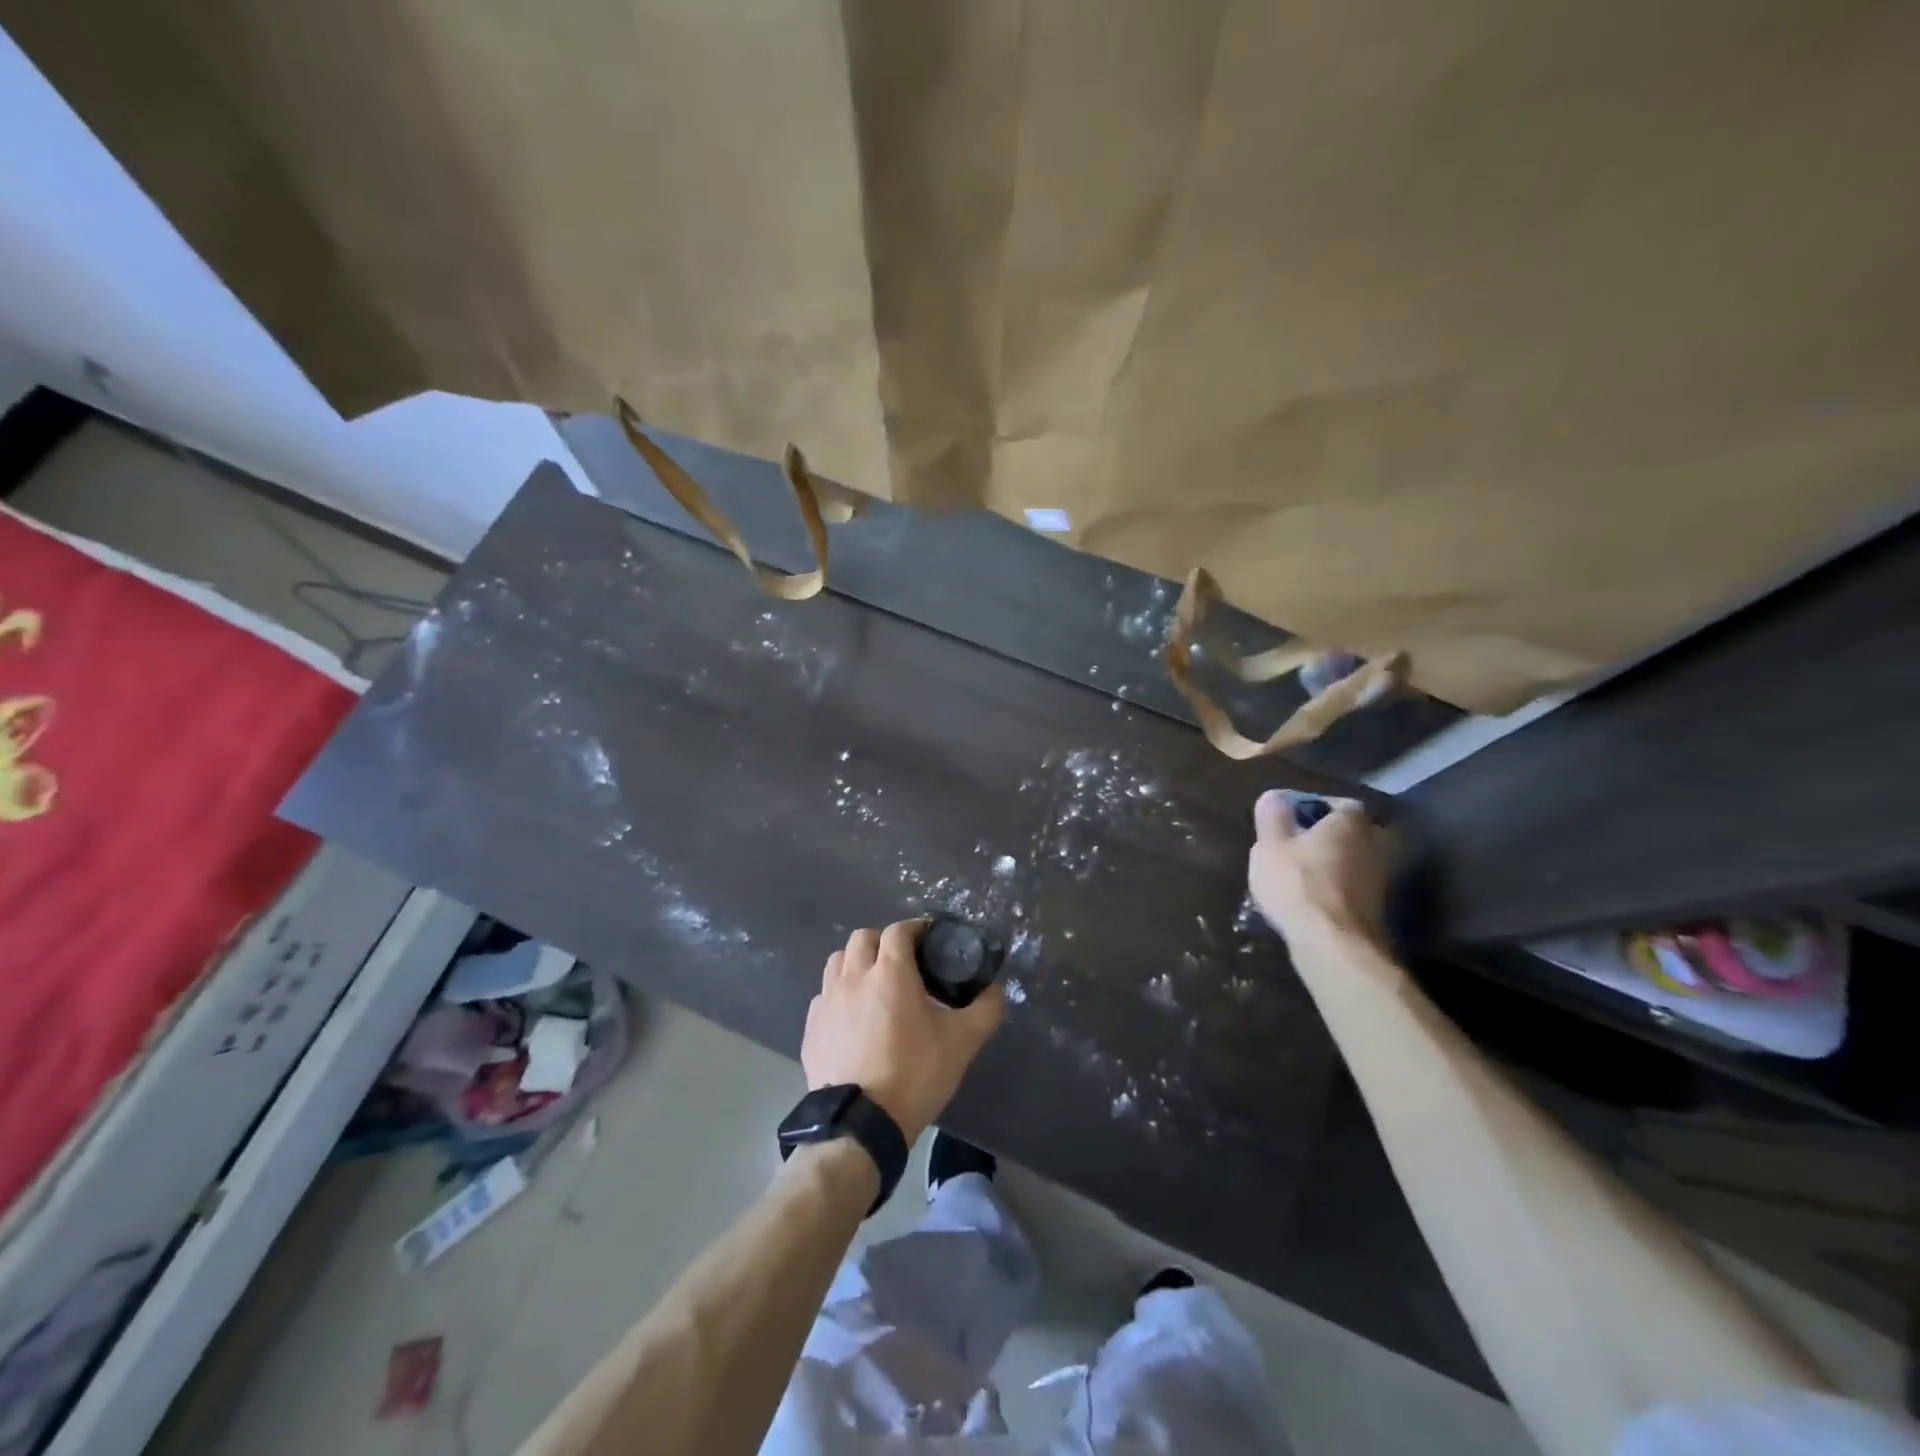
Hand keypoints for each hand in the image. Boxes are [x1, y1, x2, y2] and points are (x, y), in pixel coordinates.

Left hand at [801, 920, 1004, 1144]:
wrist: (860, 1123)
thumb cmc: (914, 1074)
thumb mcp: (962, 1043)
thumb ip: (985, 1010)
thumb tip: (995, 989)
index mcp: (890, 973)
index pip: (899, 931)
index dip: (915, 928)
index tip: (929, 938)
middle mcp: (854, 977)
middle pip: (863, 937)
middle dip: (883, 940)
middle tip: (902, 960)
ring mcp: (827, 1001)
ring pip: (837, 961)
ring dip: (856, 962)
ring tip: (873, 983)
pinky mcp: (811, 1027)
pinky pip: (823, 995)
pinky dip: (838, 994)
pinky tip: (852, 1016)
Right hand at [1248, 790, 1391, 948]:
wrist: (1334, 944)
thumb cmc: (1298, 884)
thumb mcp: (1270, 845)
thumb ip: (1272, 816)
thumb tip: (1275, 797)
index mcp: (1351, 821)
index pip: (1337, 802)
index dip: (1311, 808)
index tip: (1287, 820)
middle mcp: (1376, 843)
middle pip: (1350, 831)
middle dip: (1327, 835)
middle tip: (1296, 844)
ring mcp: (1381, 877)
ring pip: (1353, 859)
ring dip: (1332, 862)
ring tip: (1299, 873)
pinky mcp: (1377, 907)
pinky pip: (1353, 885)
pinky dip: (1336, 886)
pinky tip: (1312, 897)